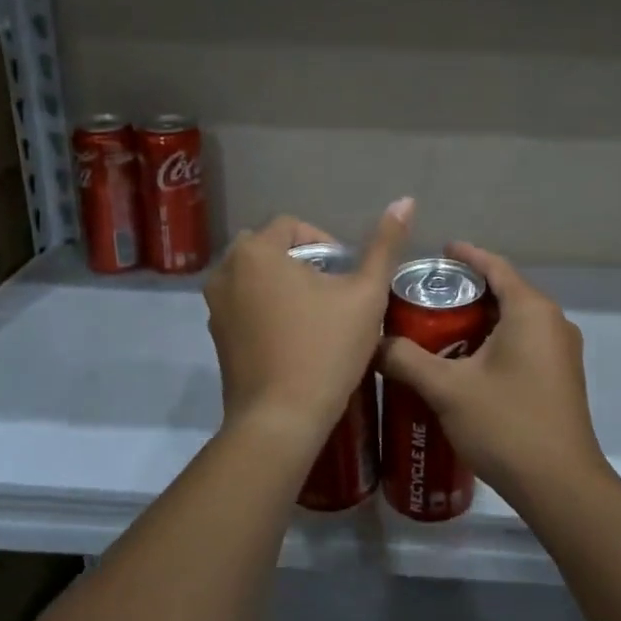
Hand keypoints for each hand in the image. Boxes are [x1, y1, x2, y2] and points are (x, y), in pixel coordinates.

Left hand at [204, 199, 413, 445]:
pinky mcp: (216, 336)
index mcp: (256, 252)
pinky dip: (267, 309)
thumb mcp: (366, 294)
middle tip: (333, 293)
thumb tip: (406, 200)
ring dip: (284, 284)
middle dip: (302, 262)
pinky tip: (294, 337)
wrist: (281, 420)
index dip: (326, 243)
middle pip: (270, 248)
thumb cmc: (325, 349)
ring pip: (256, 277)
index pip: (293, 226)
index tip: (346, 276)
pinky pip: (244, 305)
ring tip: (317, 315)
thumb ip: (385, 245)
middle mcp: (225, 271)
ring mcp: (215, 306)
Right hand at [377, 242, 607, 508]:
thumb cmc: (506, 425)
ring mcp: (561, 351)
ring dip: (479, 319)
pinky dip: (494, 341)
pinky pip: (524, 343)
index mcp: (531, 311)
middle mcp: (552, 322)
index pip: (495, 266)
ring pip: (514, 320)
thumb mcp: (447, 389)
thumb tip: (372, 342)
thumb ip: (406, 359)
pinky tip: (464, 362)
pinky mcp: (560, 377)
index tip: (436, 254)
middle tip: (424, 297)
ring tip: (436, 328)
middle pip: (504, 292)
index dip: (465, 256)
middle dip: (466, 291)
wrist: (560, 486)